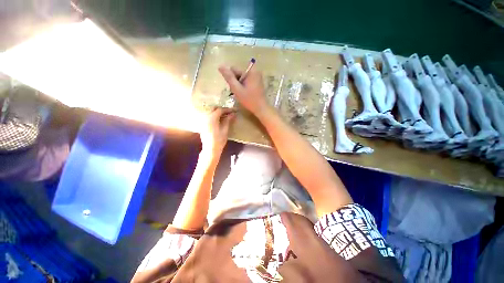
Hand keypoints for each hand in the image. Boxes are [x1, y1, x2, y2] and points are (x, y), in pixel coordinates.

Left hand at [199, 107, 235, 158]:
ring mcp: (203, 121)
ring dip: (218, 113)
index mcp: (212, 118)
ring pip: (211, 112)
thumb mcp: (225, 129)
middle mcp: (206, 117)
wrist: (210, 149)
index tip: (234, 111)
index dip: (228, 109)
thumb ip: (228, 120)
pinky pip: (209, 117)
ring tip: (226, 116)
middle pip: (214, 109)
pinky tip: (220, 120)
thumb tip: (233, 114)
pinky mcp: (203, 124)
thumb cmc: (219, 140)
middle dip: (222, 110)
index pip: (220, 110)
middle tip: (230, 112)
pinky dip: (215, 116)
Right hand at [218, 65, 266, 114]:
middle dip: (236, 82)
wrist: (261, 108)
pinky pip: (247, 81)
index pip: (234, 69)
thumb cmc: (249, 100)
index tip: (234, 88)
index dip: (231, 79)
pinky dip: (244, 87)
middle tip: (238, 92)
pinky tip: (245, 94)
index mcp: (250, 71)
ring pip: (242, 78)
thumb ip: (229, 77)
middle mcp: (255, 71)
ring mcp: (257, 77)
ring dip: (239, 85)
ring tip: (241, 94)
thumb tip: (220, 66)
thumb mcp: (237, 89)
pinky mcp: (258, 82)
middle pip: (238, 73)